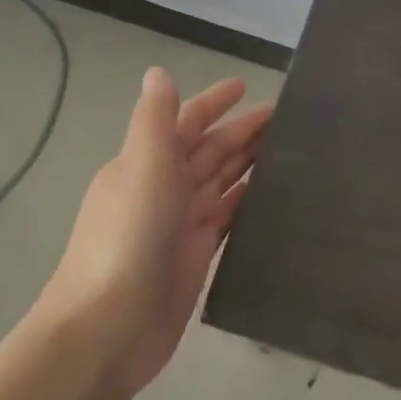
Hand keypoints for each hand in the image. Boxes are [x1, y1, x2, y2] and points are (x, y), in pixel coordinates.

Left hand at [37, 68, 270, 395]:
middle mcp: (162, 188)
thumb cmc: (128, 239)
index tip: (246, 87)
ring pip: (221, 183)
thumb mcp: (141, 167)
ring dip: (249, 165)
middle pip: (209, 151)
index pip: (186, 122)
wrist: (110, 327)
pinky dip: (246, 204)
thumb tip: (158, 72)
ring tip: (290, 152)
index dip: (213, 103)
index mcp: (146, 162)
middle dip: (242, 132)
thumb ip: (154, 120)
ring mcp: (179, 225)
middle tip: (288, 120)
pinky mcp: (196, 257)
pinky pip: (227, 219)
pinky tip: (273, 198)